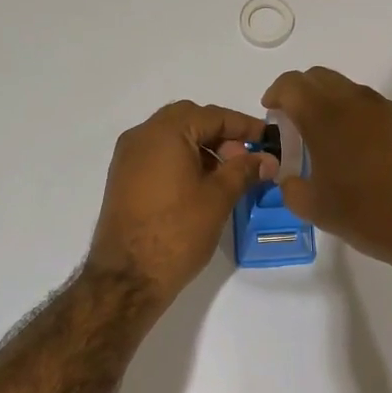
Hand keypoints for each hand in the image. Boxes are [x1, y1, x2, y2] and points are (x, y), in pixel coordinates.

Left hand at [86, 101, 274, 302]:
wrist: (128, 277)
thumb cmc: (178, 231)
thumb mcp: (218, 197)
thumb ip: (244, 170)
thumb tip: (267, 159)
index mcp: (164, 133)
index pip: (212, 115)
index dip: (244, 125)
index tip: (268, 138)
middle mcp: (141, 136)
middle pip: (189, 120)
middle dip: (221, 134)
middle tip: (245, 158)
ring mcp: (127, 158)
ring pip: (172, 137)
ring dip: (202, 147)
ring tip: (227, 175)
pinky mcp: (123, 179)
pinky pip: (158, 155)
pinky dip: (183, 160)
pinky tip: (202, 185)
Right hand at [262, 67, 391, 273]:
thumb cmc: (369, 215)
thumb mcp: (316, 209)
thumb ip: (291, 188)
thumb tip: (289, 179)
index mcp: (326, 116)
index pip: (292, 84)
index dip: (276, 94)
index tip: (271, 112)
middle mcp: (356, 102)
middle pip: (320, 78)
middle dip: (301, 93)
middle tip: (293, 124)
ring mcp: (387, 110)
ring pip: (347, 90)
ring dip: (329, 104)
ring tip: (325, 141)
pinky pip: (371, 107)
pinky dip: (354, 116)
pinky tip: (357, 152)